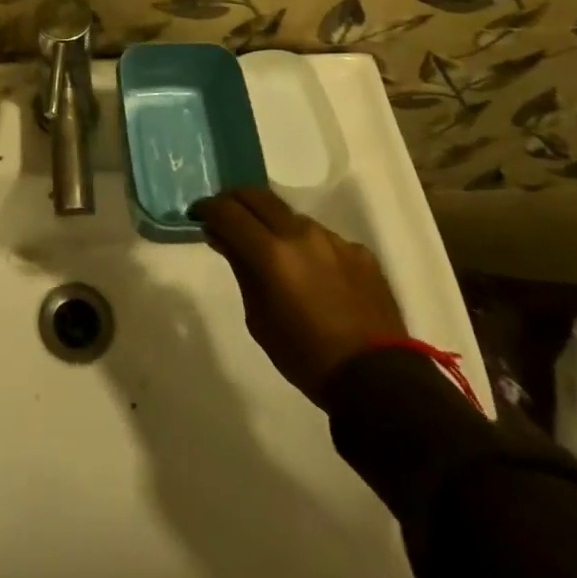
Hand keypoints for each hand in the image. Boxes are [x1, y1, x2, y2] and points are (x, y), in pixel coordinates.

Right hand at [193, 187, 407, 405]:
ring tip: (269, 246)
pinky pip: (323, 237)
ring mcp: (333, 239)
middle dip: (235, 200)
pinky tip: (310, 271)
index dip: (208, 207)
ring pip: (290, 215)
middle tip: (224, 214)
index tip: (198, 213)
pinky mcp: (358, 251)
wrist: (379, 381)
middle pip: (258, 195)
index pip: (228, 211)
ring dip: (272, 222)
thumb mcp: (259, 320)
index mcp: (272, 252)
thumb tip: (222, 237)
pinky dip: (306, 245)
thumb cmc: (307, 357)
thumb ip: (241, 270)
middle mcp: (301, 233)